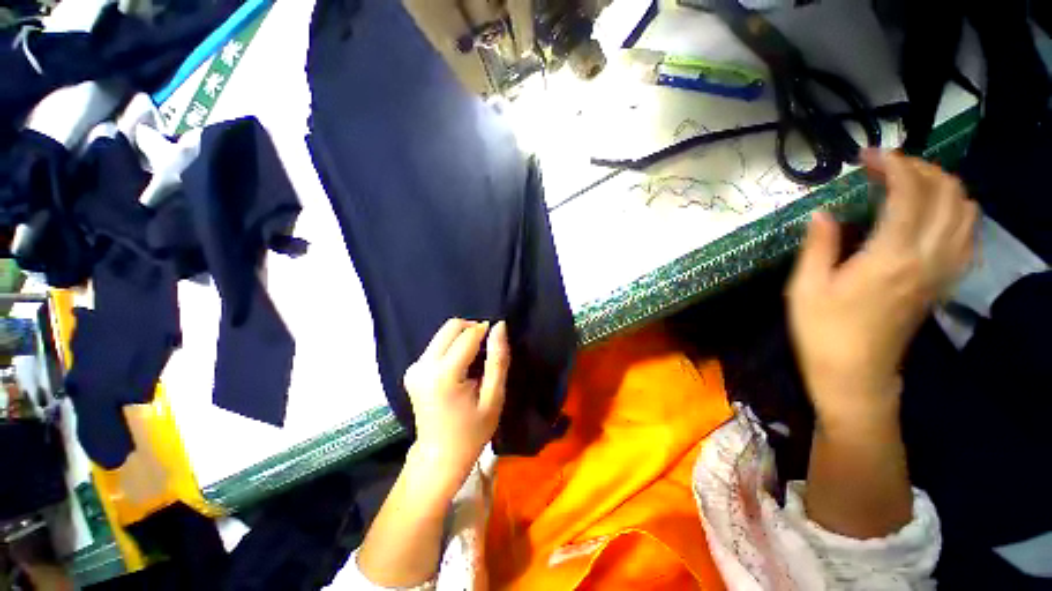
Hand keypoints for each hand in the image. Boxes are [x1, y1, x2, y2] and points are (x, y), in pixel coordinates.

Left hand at [404, 319, 509, 494]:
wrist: (439, 457)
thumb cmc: (472, 432)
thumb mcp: (494, 397)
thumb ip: (498, 359)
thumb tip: (500, 326)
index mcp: (444, 375)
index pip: (468, 335)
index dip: (486, 331)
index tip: (497, 342)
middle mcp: (423, 365)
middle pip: (452, 326)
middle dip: (473, 329)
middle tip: (487, 350)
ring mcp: (414, 367)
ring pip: (444, 333)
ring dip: (463, 338)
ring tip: (475, 361)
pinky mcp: (412, 370)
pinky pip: (437, 344)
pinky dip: (453, 346)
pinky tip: (461, 367)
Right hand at [787, 150, 977, 429]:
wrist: (854, 374)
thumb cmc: (823, 331)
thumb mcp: (805, 287)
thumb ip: (818, 245)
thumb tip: (823, 213)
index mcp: (890, 257)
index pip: (909, 194)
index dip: (893, 165)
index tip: (869, 156)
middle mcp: (927, 258)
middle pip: (948, 195)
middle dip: (922, 169)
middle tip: (889, 167)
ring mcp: (941, 272)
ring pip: (966, 213)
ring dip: (944, 188)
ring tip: (911, 185)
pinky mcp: (942, 284)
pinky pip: (967, 239)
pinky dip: (957, 215)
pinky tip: (934, 217)